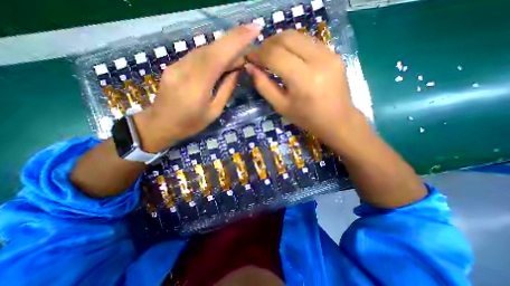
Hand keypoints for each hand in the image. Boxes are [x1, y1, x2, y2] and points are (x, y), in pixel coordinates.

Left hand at [135, 25, 260, 151]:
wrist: (160, 124)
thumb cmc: (191, 123)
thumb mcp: (214, 111)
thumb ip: (226, 89)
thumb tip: (237, 70)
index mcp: (197, 86)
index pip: (218, 57)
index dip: (236, 41)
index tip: (254, 29)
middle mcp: (185, 70)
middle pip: (211, 49)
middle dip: (233, 39)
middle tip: (251, 33)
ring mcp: (177, 65)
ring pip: (204, 50)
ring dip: (224, 48)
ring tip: (239, 53)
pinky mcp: (174, 65)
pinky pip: (197, 55)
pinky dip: (213, 54)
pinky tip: (222, 59)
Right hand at [247, 30, 357, 145]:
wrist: (337, 120)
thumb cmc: (306, 118)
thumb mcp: (281, 106)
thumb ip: (264, 86)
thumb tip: (250, 67)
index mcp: (303, 79)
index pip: (275, 55)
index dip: (259, 53)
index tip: (250, 58)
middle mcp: (318, 60)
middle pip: (286, 38)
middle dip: (268, 44)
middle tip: (260, 56)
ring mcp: (329, 54)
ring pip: (297, 35)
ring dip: (280, 42)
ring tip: (272, 55)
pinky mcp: (334, 53)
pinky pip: (308, 41)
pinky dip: (293, 45)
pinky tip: (288, 56)